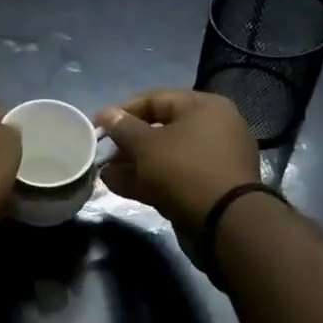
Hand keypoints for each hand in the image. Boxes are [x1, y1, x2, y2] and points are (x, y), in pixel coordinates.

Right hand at [96, 90, 258, 230]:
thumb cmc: (184, 169)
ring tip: (105, 173)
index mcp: (203, 107)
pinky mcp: (207, 188)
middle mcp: (212, 129)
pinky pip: (172, 177)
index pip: (155, 99)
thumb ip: (123, 128)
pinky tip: (118, 185)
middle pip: (160, 129)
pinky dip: (148, 180)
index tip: (98, 126)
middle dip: (127, 142)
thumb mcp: (146, 145)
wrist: (225, 223)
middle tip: (102, 153)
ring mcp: (211, 161)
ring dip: (133, 164)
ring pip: (165, 156)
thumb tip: (107, 114)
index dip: (123, 111)